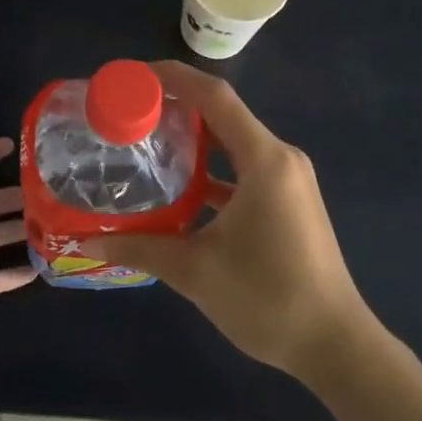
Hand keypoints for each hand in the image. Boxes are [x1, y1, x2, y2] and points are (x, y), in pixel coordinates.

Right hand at [92, 62, 375, 383]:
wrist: (334, 344)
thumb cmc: (267, 298)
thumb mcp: (195, 272)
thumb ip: (140, 248)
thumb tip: (87, 243)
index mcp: (264, 160)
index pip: (215, 97)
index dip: (174, 78)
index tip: (133, 76)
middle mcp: (281, 159)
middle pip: (224, 114)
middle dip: (177, 107)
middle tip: (129, 113)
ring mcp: (289, 181)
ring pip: (234, 143)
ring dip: (195, 140)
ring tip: (147, 143)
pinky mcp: (289, 202)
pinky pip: (245, 169)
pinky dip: (213, 170)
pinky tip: (181, 188)